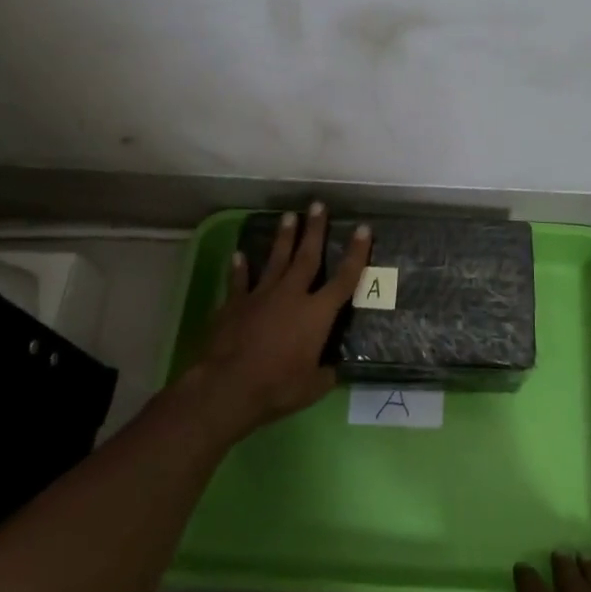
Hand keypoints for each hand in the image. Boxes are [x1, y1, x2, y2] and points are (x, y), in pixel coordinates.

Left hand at [192, 202, 371, 436]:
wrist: (227, 386)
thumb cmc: (277, 387)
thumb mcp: (313, 387)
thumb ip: (326, 373)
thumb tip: (332, 369)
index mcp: (317, 314)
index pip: (344, 278)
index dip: (356, 253)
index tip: (363, 229)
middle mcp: (292, 295)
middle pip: (307, 256)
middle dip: (315, 229)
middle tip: (318, 204)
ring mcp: (260, 296)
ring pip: (275, 260)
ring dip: (283, 238)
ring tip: (288, 216)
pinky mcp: (234, 305)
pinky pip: (239, 281)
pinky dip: (239, 268)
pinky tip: (239, 255)